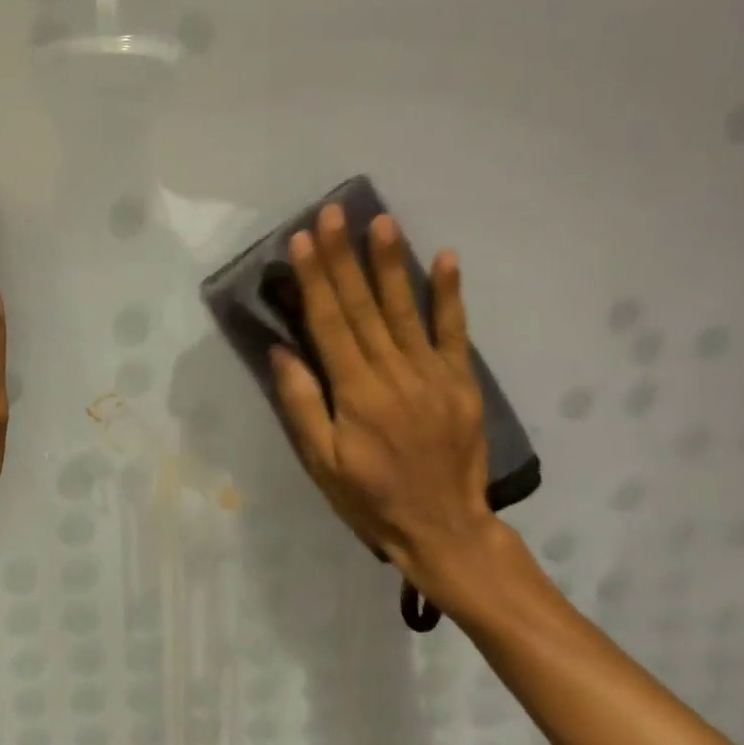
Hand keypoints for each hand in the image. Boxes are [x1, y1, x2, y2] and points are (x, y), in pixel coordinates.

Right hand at [270, 203, 505, 618]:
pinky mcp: (462, 383)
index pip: (330, 324)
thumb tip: (281, 350)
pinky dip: (449, 294)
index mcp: (357, 394)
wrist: (446, 531)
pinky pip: (455, 332)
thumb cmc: (371, 499)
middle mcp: (395, 375)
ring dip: (390, 263)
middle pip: (363, 307)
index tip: (302, 240)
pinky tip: (445, 258)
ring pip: (405, 310)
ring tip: (381, 221)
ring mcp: (433, 376)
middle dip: (344, 257)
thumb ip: (301, 405)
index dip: (315, 280)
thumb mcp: (321, 464)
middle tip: (333, 213)